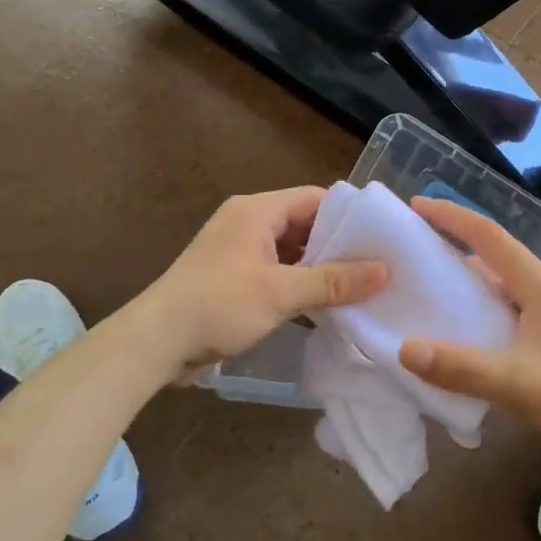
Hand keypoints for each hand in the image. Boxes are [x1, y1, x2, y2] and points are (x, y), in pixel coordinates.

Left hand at [143, 187, 386, 370]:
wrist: (155, 342)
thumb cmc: (218, 305)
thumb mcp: (281, 292)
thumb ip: (333, 281)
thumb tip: (384, 271)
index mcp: (257, 211)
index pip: (315, 198)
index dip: (349, 216)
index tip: (382, 238)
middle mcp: (248, 222)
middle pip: (304, 224)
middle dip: (338, 246)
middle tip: (379, 267)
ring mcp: (239, 251)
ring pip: (291, 251)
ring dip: (320, 268)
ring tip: (361, 287)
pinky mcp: (233, 278)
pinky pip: (277, 272)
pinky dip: (300, 284)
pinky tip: (326, 305)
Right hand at [398, 197, 540, 488]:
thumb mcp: (518, 383)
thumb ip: (461, 367)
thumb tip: (404, 347)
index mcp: (539, 286)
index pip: (490, 236)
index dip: (453, 217)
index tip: (418, 205)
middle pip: (493, 258)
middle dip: (454, 247)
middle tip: (412, 252)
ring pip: (500, 289)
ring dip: (466, 285)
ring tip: (426, 293)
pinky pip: (506, 317)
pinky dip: (479, 317)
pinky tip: (461, 338)